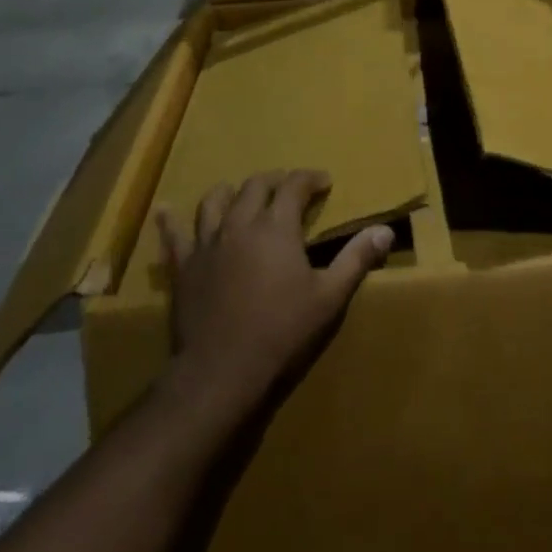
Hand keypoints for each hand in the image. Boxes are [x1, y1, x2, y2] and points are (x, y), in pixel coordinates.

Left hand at [159, 170, 392, 412]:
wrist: (222, 373)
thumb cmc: (283, 333)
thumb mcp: (330, 298)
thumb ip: (357, 259)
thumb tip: (385, 231)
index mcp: (276, 227)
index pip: (294, 186)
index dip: (310, 178)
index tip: (324, 181)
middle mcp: (239, 225)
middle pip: (255, 187)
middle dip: (275, 181)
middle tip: (289, 188)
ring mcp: (206, 244)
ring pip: (215, 201)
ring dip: (232, 192)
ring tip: (241, 195)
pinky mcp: (183, 268)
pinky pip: (173, 236)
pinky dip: (171, 220)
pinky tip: (166, 210)